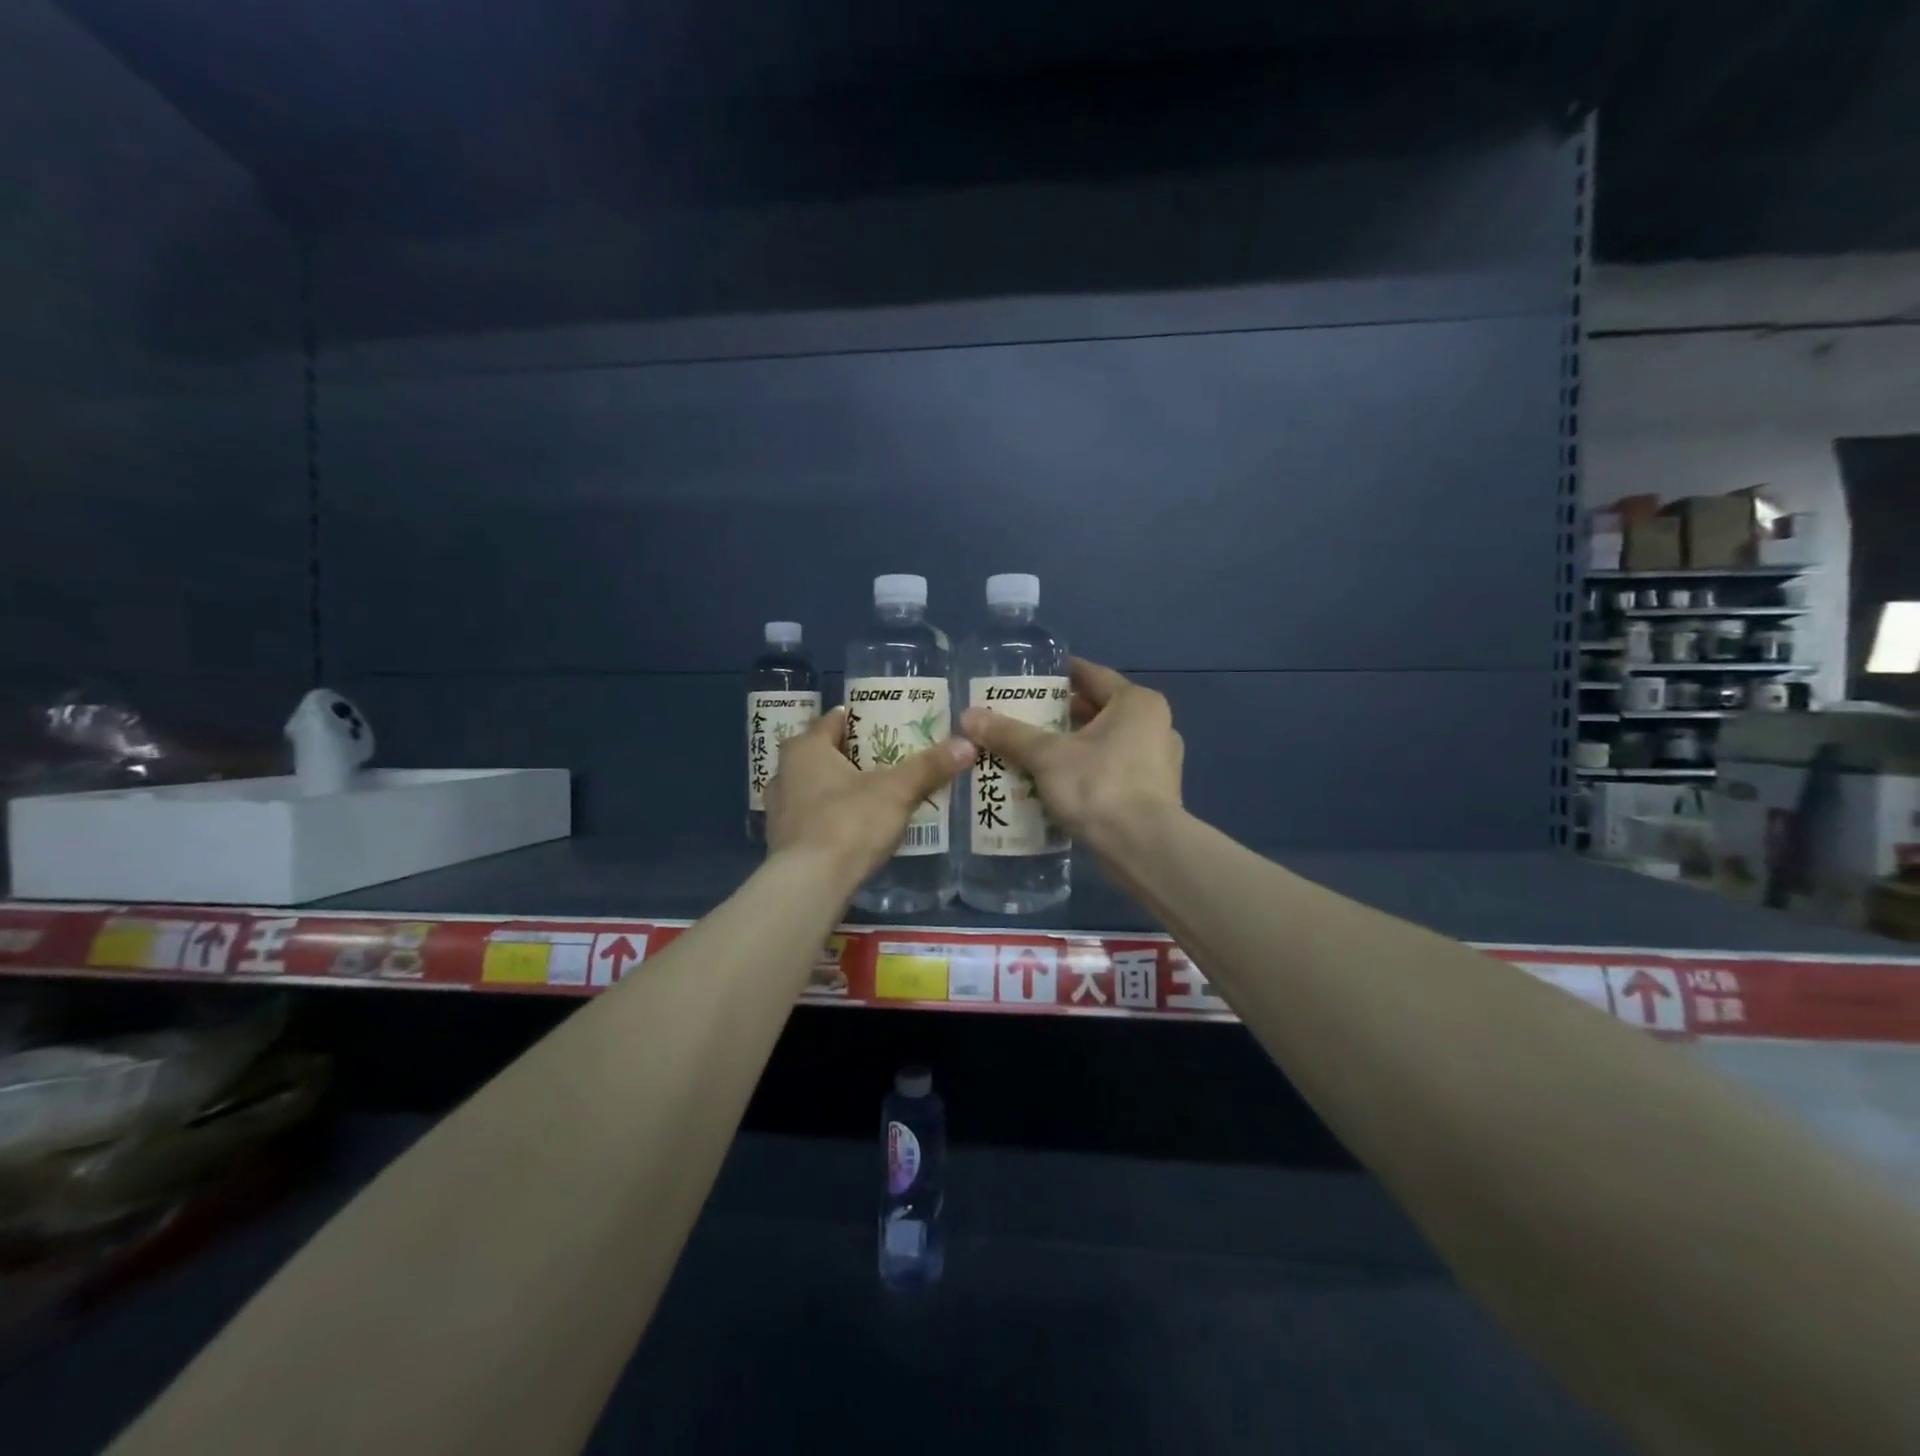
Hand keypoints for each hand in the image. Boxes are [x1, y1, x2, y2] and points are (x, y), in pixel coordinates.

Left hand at [766, 706, 974, 884]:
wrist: (810, 884)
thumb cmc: (849, 822)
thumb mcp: (897, 791)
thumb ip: (929, 767)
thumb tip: (968, 743)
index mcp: (805, 749)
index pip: (833, 721)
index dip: (860, 719)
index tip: (886, 723)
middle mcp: (783, 773)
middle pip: (822, 755)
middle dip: (850, 756)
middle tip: (885, 760)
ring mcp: (777, 811)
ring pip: (812, 788)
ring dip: (837, 789)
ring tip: (871, 794)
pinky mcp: (782, 843)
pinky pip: (810, 819)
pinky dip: (829, 818)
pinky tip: (852, 828)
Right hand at [959, 658, 1182, 853]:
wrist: (1142, 849)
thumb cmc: (1098, 786)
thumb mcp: (1047, 756)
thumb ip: (1010, 734)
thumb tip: (968, 715)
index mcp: (1137, 703)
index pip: (1091, 675)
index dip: (1058, 675)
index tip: (1027, 678)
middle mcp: (1155, 725)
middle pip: (1097, 711)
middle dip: (1058, 716)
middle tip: (1020, 717)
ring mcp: (1158, 762)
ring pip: (1104, 744)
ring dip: (1070, 747)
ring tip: (1029, 751)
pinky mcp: (1153, 794)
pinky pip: (1111, 771)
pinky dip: (1084, 772)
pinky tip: (1053, 784)